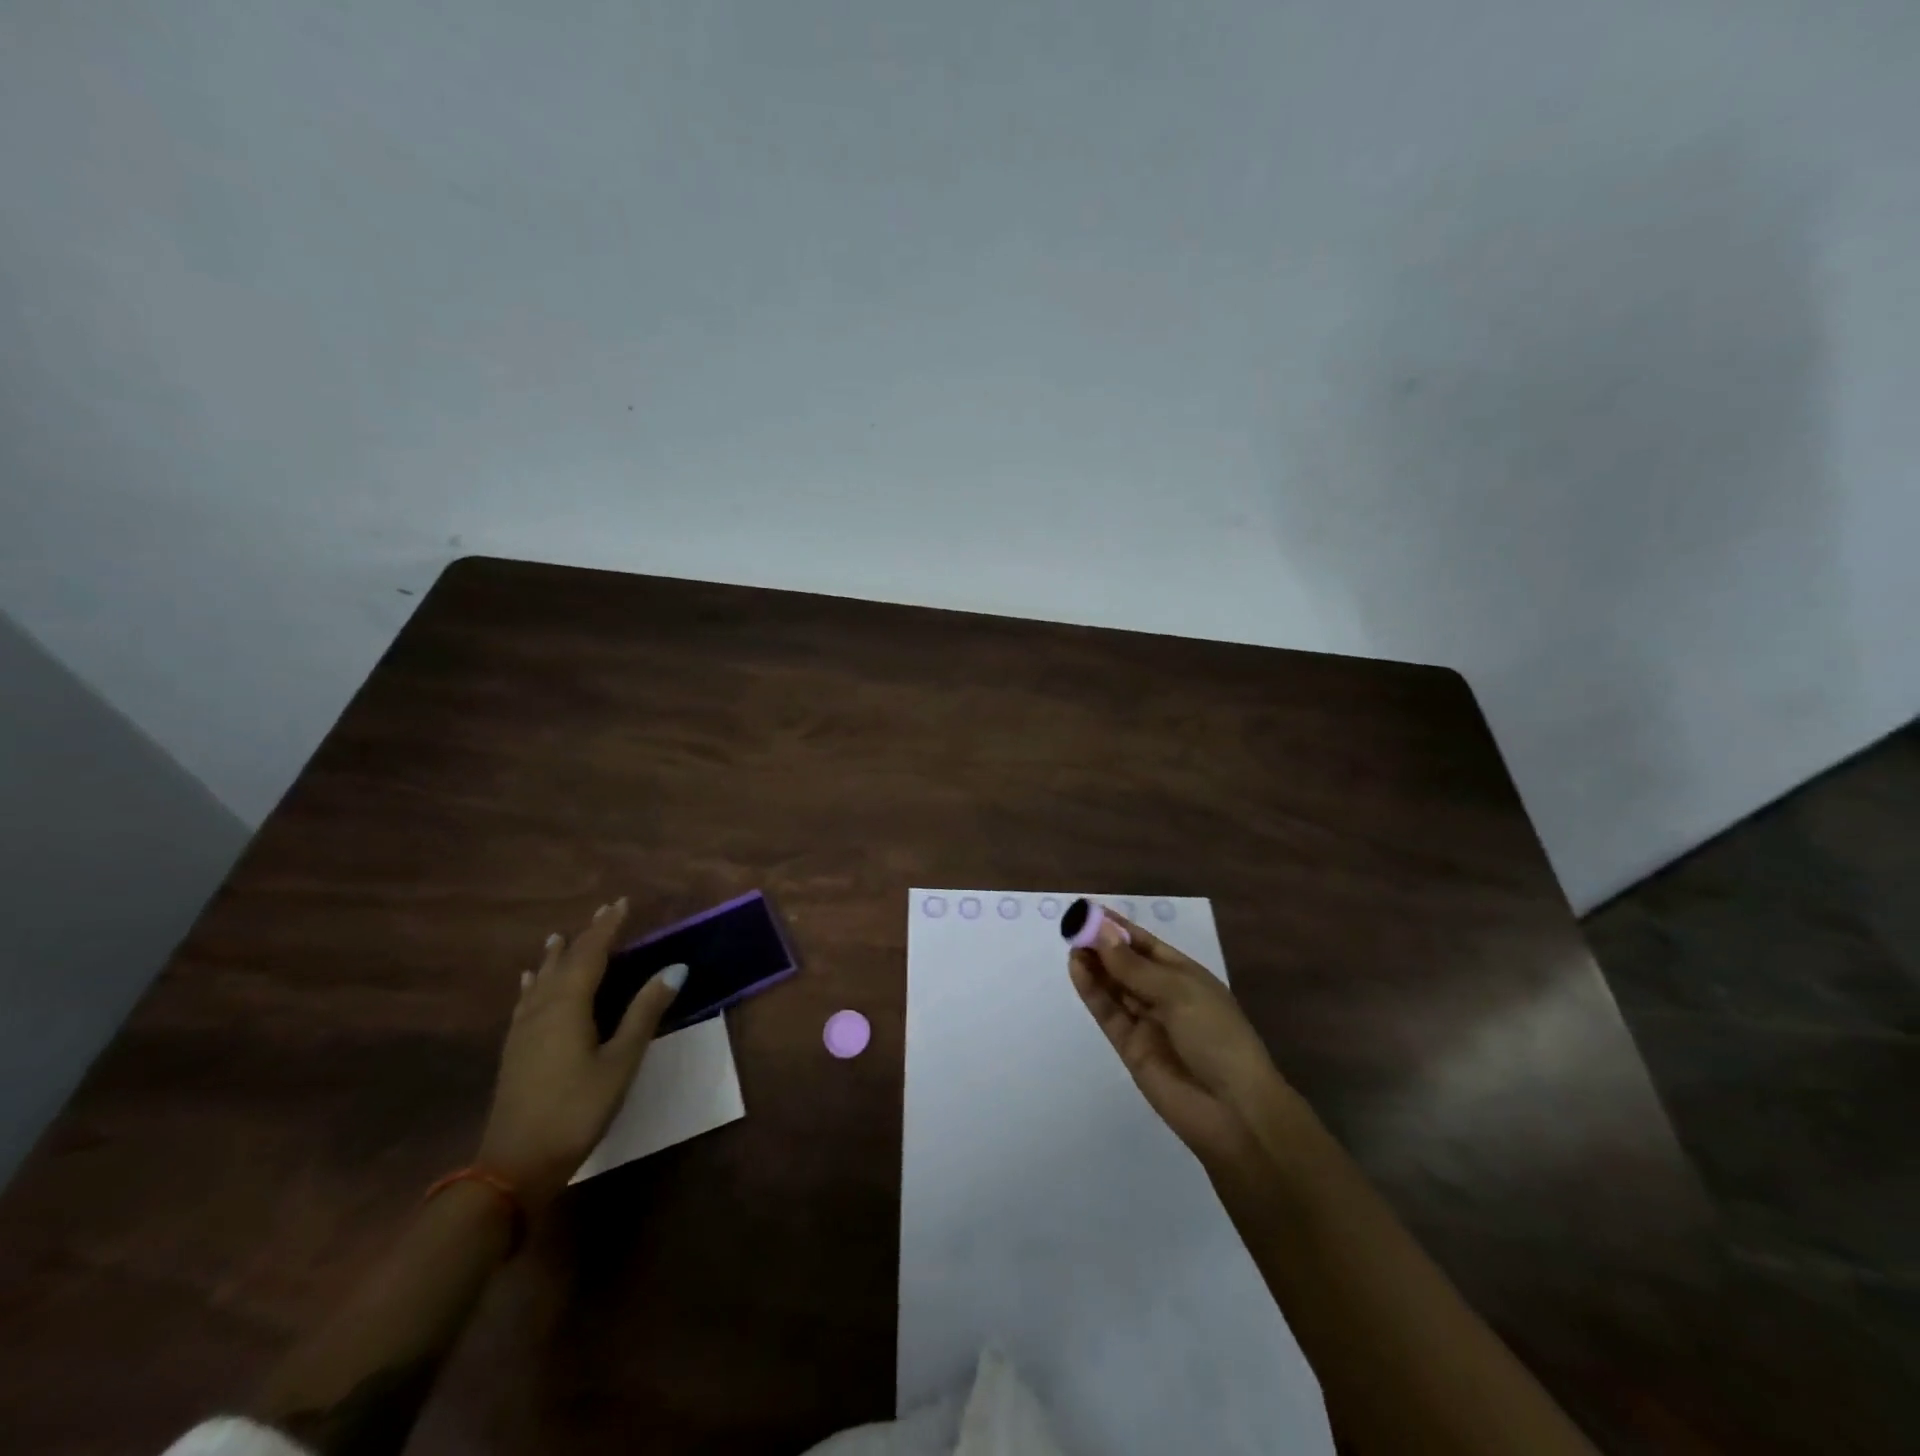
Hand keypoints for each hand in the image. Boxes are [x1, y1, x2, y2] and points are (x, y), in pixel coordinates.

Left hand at [476, 899, 683, 1211]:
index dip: (607, 927)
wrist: (514, 1166)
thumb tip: (675, 967)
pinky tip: (529, 983)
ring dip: (556, 956)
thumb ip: (644, 1012)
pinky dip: (534, 983)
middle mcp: (542, 1008)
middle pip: (565, 962)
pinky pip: (526, 1000)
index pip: (591, 953)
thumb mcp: (621, 1061)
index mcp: (568, 1005)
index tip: (622, 902)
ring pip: (541, 980)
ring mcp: (523, 1030)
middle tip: (603, 912)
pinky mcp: (515, 1050)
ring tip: (559, 937)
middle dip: (586, 936)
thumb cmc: (577, 1110)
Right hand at [1068, 907, 1298, 1169]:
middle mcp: (1164, 996)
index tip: (1090, 910)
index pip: (1146, 945)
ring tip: (1071, 944)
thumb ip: (1134, 966)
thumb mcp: (1178, 992)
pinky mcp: (1130, 1047)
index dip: (1119, 928)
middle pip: (1126, 964)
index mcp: (1186, 976)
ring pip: (1114, 987)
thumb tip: (1102, 933)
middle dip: (1102, 945)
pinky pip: (1108, 1013)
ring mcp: (1147, 1022)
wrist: (1233, 1111)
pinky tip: (1077, 969)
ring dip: (1094, 965)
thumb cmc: (1216, 1037)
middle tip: (1073, 926)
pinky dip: (1092, 991)